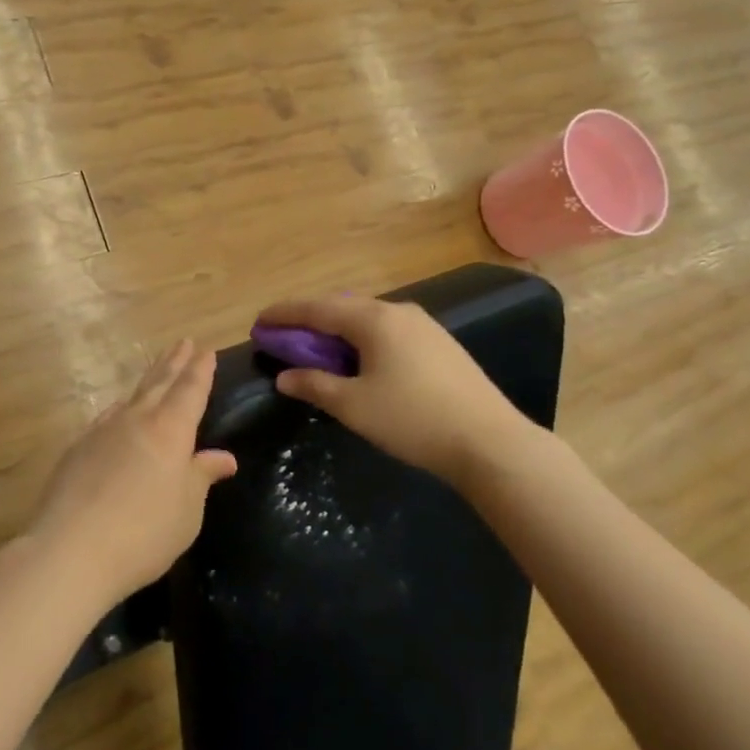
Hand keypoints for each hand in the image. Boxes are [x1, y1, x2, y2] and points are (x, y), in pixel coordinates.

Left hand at [28, 340, 237, 605]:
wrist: (71, 549)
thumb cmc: (144, 532)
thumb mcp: (187, 510)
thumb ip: (202, 476)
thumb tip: (224, 457)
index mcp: (170, 429)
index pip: (190, 389)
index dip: (200, 370)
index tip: (206, 350)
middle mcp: (136, 420)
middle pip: (159, 383)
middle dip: (174, 362)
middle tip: (184, 342)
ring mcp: (102, 431)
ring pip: (131, 397)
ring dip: (147, 381)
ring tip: (156, 372)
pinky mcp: (77, 449)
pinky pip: (107, 417)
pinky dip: (121, 409)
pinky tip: (118, 415)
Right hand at [255, 295, 542, 480]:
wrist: (490, 442)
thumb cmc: (412, 420)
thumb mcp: (353, 406)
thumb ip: (315, 385)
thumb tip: (285, 376)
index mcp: (373, 319)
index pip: (317, 309)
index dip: (284, 314)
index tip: (258, 322)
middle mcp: (398, 312)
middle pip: (342, 307)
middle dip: (310, 320)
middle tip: (285, 336)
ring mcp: (424, 325)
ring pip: (367, 318)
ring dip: (337, 330)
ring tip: (318, 349)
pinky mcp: (440, 344)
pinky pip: (388, 331)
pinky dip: (362, 339)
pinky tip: (360, 360)